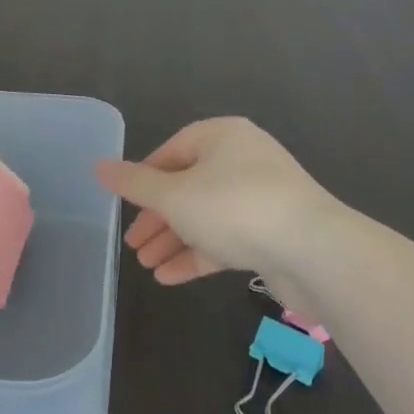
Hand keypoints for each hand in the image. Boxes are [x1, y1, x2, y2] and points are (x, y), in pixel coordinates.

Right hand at [96, 118, 335, 285]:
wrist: (314, 252)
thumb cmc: (235, 208)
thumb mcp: (175, 195)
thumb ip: (135, 184)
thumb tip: (98, 166)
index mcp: (223, 136)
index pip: (173, 150)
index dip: (145, 178)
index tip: (126, 205)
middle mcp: (243, 159)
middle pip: (188, 185)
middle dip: (158, 217)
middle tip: (133, 244)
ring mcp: (261, 196)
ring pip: (206, 215)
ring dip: (175, 240)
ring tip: (146, 267)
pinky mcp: (273, 232)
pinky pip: (227, 238)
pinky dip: (199, 254)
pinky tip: (170, 278)